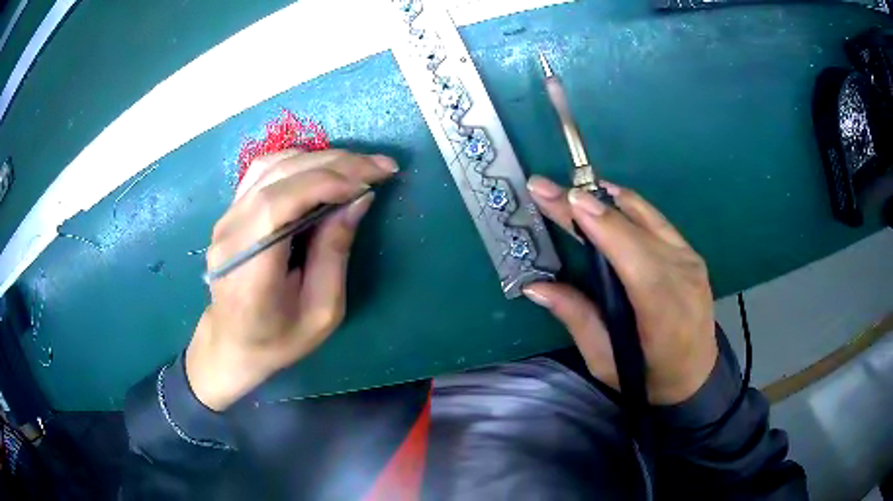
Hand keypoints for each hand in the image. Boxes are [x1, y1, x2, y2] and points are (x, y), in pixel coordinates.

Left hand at [186, 150, 397, 410]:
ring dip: (320, 158)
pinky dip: (299, 162)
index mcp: (250, 269)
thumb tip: (359, 199)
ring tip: (358, 166)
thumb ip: (335, 252)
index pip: (279, 203)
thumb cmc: (279, 338)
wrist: (233, 342)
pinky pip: (264, 171)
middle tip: (380, 165)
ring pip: (272, 165)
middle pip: (280, 175)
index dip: (326, 182)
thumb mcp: (322, 311)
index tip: (370, 183)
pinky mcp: (231, 212)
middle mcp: (231, 233)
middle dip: (335, 163)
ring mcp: (226, 218)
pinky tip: (324, 168)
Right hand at [524, 176, 716, 404]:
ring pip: (647, 216)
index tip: (568, 199)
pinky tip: (606, 197)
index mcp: (665, 313)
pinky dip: (628, 204)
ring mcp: (690, 260)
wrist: (696, 374)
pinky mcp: (691, 252)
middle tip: (547, 188)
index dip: (603, 226)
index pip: (635, 260)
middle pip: (636, 229)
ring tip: (571, 190)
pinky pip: (656, 219)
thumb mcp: (606, 361)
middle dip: (589, 205)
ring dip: (606, 199)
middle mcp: (683, 277)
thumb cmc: (649, 376)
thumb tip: (535, 286)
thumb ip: (577, 319)